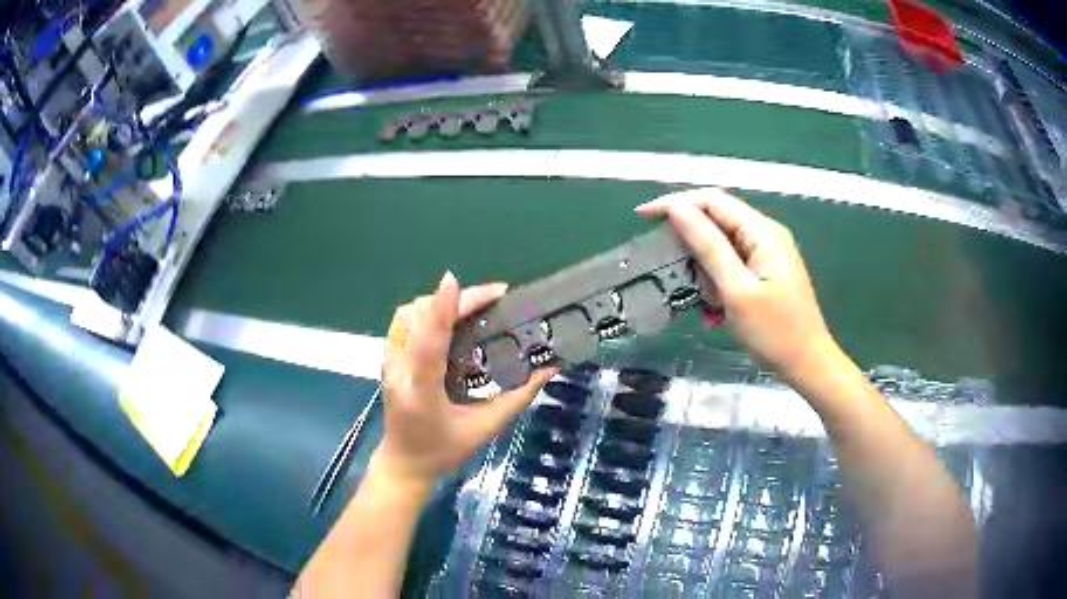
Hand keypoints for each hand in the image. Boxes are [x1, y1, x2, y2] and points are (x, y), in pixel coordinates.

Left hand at [373, 271, 555, 491]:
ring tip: (473, 305)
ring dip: (439, 301)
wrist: (404, 463)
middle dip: (453, 299)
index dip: (441, 310)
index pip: (428, 344)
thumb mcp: (485, 429)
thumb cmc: (444, 450)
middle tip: (494, 297)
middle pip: (416, 317)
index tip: (454, 281)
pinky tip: (449, 317)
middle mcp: (399, 371)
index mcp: (421, 392)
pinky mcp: (387, 358)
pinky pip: (403, 321)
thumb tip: (549, 368)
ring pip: (407, 314)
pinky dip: (427, 310)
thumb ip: (518, 398)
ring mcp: (388, 362)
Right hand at [635, 188, 837, 382]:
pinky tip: (714, 313)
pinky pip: (732, 268)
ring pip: (722, 248)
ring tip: (700, 302)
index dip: (676, 203)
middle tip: (667, 266)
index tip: (643, 218)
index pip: (712, 201)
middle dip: (690, 243)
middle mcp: (765, 235)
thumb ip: (708, 246)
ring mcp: (767, 255)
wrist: (808, 365)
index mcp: (762, 232)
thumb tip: (677, 209)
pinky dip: (717, 285)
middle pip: (717, 221)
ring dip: (704, 272)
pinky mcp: (766, 274)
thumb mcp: (736, 290)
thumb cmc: (775, 332)